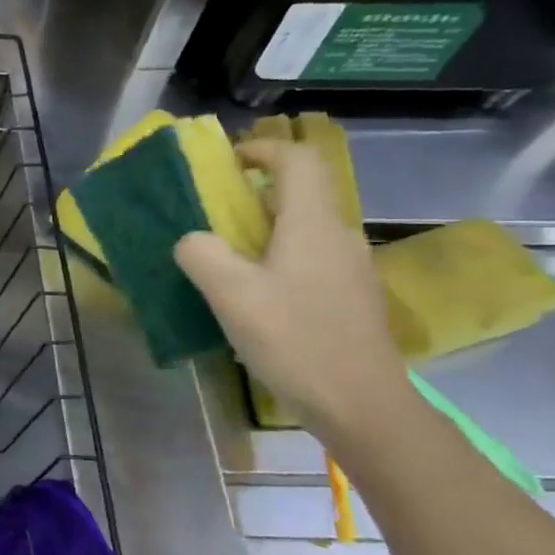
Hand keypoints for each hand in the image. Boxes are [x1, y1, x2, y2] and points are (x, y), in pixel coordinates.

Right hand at [173, 138, 407, 433]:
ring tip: (226, 255)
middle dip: (256, 192)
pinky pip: (310, 258)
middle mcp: (339, 236)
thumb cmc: (295, 340)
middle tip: (214, 212)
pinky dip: (278, 256)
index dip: (263, 149)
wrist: (361, 404)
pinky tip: (255, 294)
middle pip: (302, 192)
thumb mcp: (232, 294)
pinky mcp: (350, 298)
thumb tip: (193, 241)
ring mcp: (350, 269)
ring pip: (305, 228)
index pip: (298, 160)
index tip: (227, 161)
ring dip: (265, 228)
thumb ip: (202, 254)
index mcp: (313, 224)